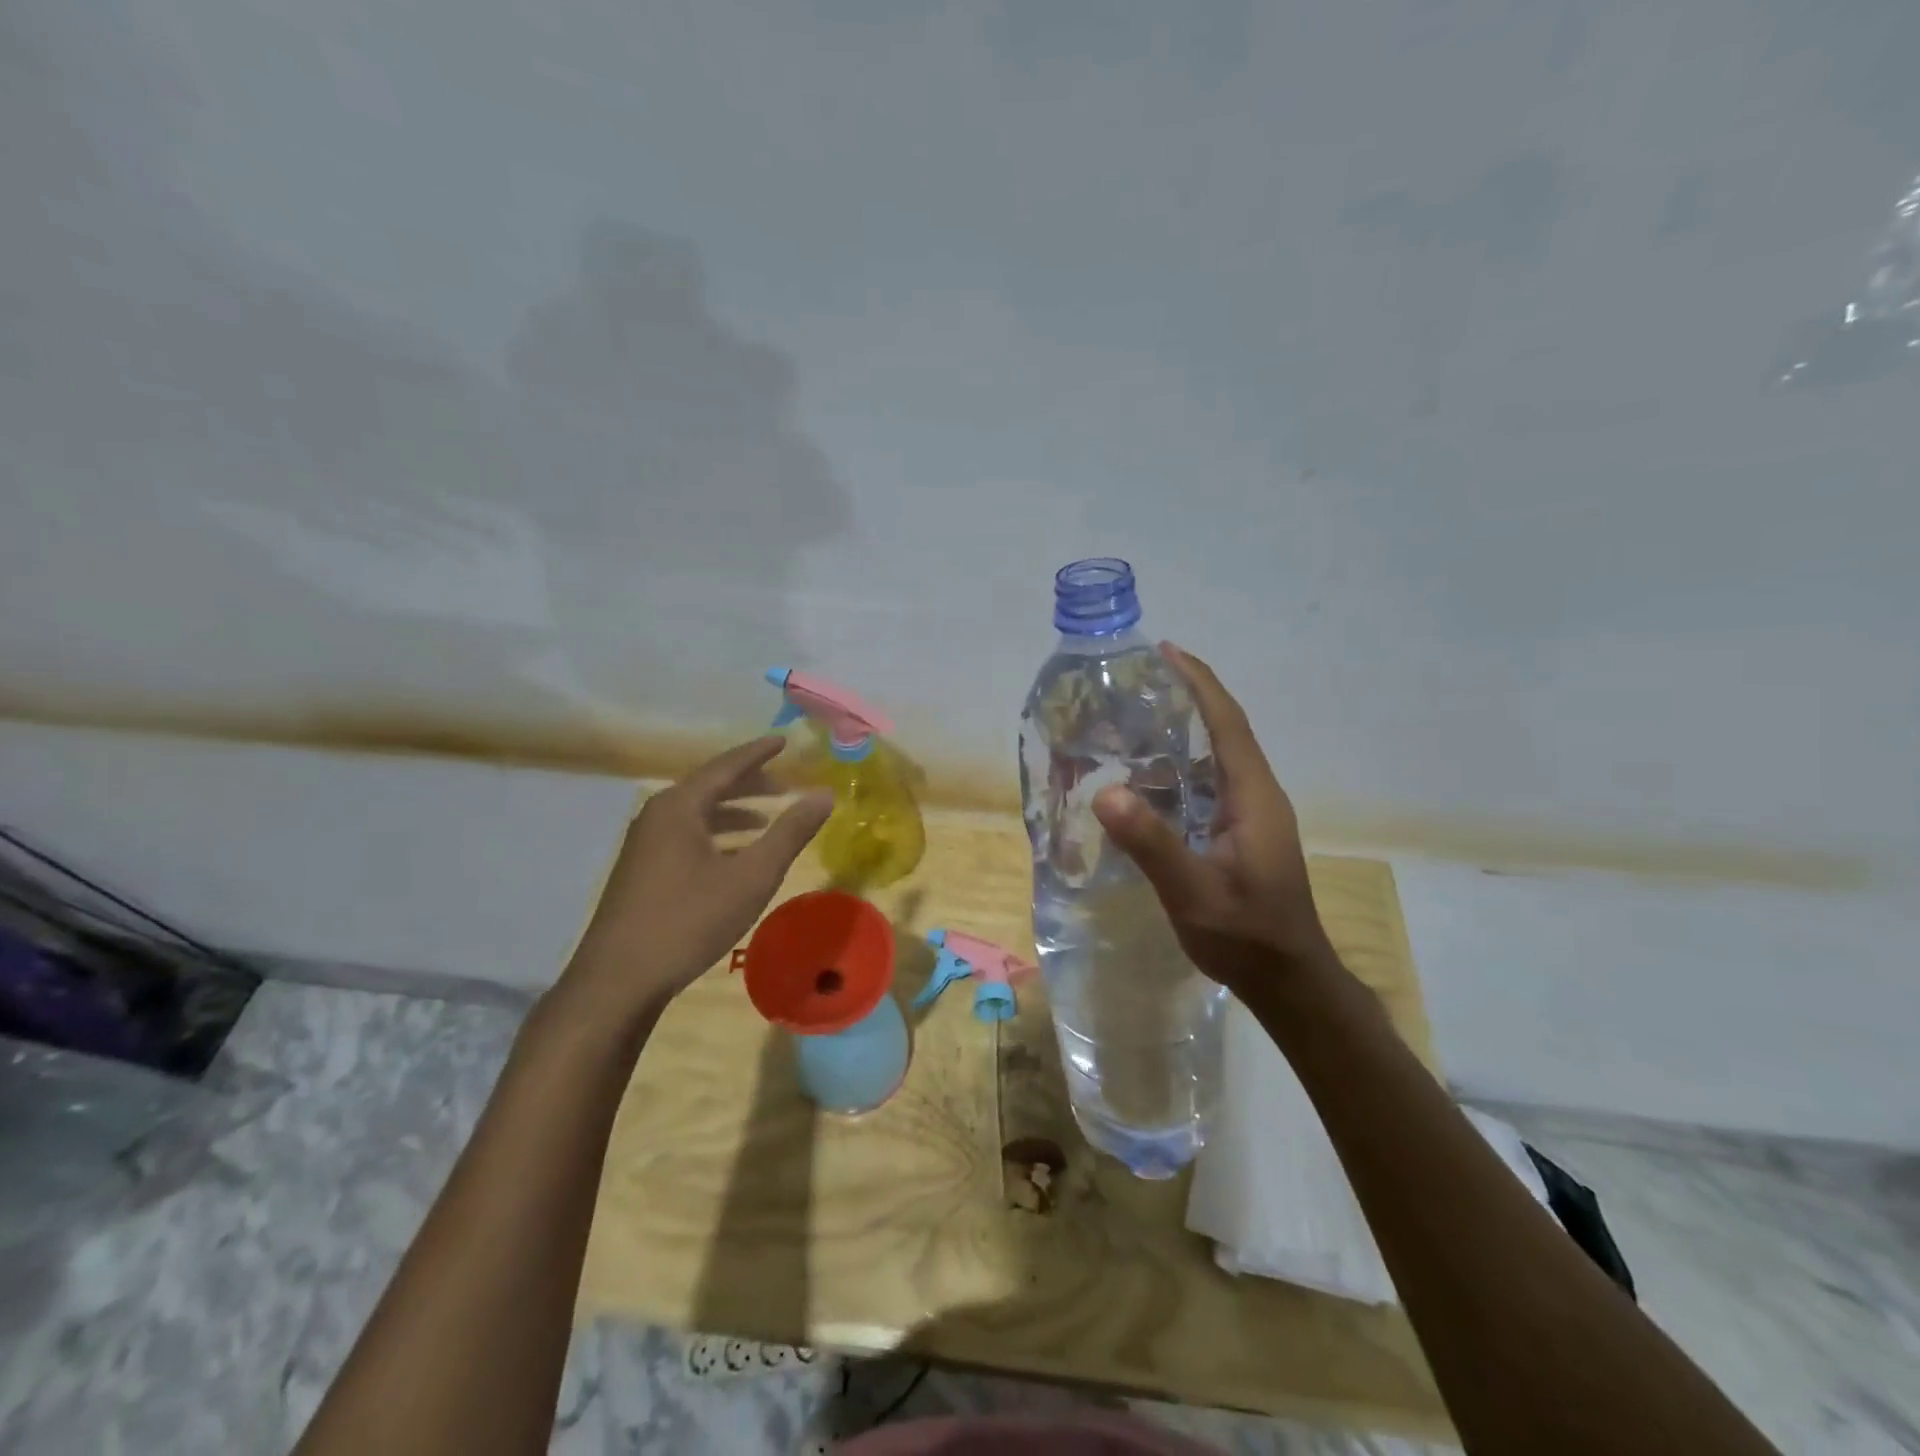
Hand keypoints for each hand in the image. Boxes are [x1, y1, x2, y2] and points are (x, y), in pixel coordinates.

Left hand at [561, 737, 832, 1020]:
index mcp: (680, 806)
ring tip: (765, 819)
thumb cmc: (690, 920)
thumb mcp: (752, 875)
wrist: (619, 980)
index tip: (784, 741)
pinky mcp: (641, 871)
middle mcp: (657, 815)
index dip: (758, 753)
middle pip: (709, 787)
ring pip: (697, 814)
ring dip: (733, 812)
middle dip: (749, 784)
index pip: (726, 766)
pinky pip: (686, 835)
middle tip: (785, 786)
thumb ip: (790, 832)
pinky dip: (716, 835)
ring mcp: (644, 844)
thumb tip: (824, 794)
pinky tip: (734, 857)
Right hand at [1092, 644, 1335, 995]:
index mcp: (1253, 795)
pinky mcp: (1241, 833)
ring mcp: (1252, 815)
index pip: (1228, 722)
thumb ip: (1152, 844)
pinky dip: (1181, 763)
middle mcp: (1256, 794)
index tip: (1166, 651)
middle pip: (1225, 729)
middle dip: (1189, 696)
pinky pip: (1210, 781)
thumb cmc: (1246, 935)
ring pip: (1217, 755)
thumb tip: (1106, 792)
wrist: (1288, 979)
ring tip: (1136, 717)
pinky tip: (1148, 776)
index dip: (1199, 682)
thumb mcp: (1194, 892)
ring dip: (1184, 729)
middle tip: (1138, 680)